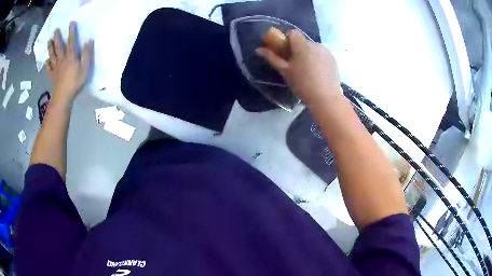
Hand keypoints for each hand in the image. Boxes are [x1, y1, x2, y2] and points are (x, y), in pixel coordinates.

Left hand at [45, 21, 93, 107]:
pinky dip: (47, 64)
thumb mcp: (85, 68)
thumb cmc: (75, 83)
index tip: (71, 23)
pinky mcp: (53, 76)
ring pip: (52, 55)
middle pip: (59, 47)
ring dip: (50, 48)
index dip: (71, 32)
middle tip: (55, 30)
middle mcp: (62, 60)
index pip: (71, 41)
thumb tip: (89, 41)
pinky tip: (46, 60)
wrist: (63, 97)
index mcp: (70, 57)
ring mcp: (56, 68)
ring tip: (49, 41)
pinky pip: (49, 68)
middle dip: (57, 37)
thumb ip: (87, 54)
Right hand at [256, 30, 340, 104]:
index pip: (292, 33)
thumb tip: (258, 49)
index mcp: (302, 45)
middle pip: (303, 41)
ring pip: (313, 48)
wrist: (326, 98)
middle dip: (297, 49)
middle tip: (295, 64)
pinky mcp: (333, 59)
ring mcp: (326, 51)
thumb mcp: (285, 71)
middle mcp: (315, 44)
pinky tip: (317, 72)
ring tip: (308, 70)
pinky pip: (322, 54)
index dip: (287, 40)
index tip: (285, 51)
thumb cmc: (302, 84)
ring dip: (308, 54)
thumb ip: (272, 58)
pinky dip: (317, 59)